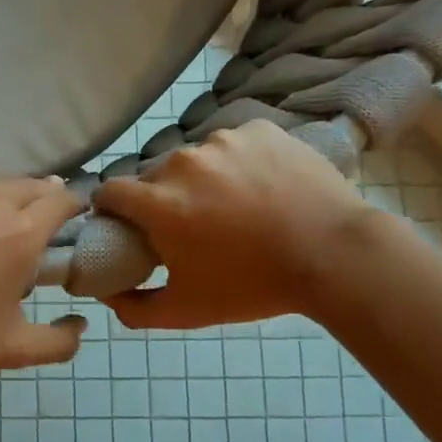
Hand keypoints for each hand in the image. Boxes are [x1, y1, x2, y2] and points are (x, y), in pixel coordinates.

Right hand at [94, 121, 376, 329]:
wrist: (335, 255)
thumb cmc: (253, 285)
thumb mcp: (186, 311)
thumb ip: (133, 308)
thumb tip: (106, 293)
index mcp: (158, 202)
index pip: (110, 191)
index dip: (112, 209)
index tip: (127, 224)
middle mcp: (182, 162)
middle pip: (154, 175)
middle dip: (162, 197)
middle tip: (190, 224)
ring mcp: (223, 140)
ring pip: (196, 158)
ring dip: (201, 178)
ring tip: (235, 205)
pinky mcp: (259, 130)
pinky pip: (234, 144)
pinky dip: (239, 162)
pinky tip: (262, 186)